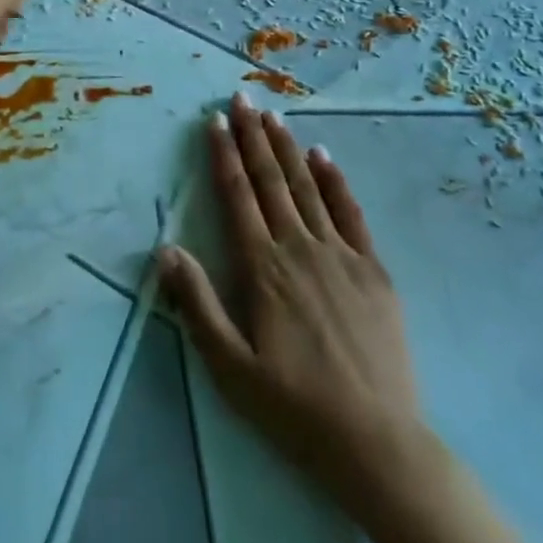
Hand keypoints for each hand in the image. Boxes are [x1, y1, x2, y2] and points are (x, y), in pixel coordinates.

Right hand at [159, 93, 426, 521]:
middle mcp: (299, 248)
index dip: (224, 155)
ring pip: (308, 187)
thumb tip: (165, 248)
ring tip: (274, 116)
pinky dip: (336, 181)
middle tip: (242, 98)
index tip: (216, 121)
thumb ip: (196, 303)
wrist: (377, 444)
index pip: (237, 195)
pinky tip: (324, 157)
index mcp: (262, 267)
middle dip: (253, 136)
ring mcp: (340, 255)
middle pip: (271, 180)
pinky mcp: (373, 270)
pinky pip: (351, 214)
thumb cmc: (294, 406)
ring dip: (288, 148)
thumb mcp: (230, 365)